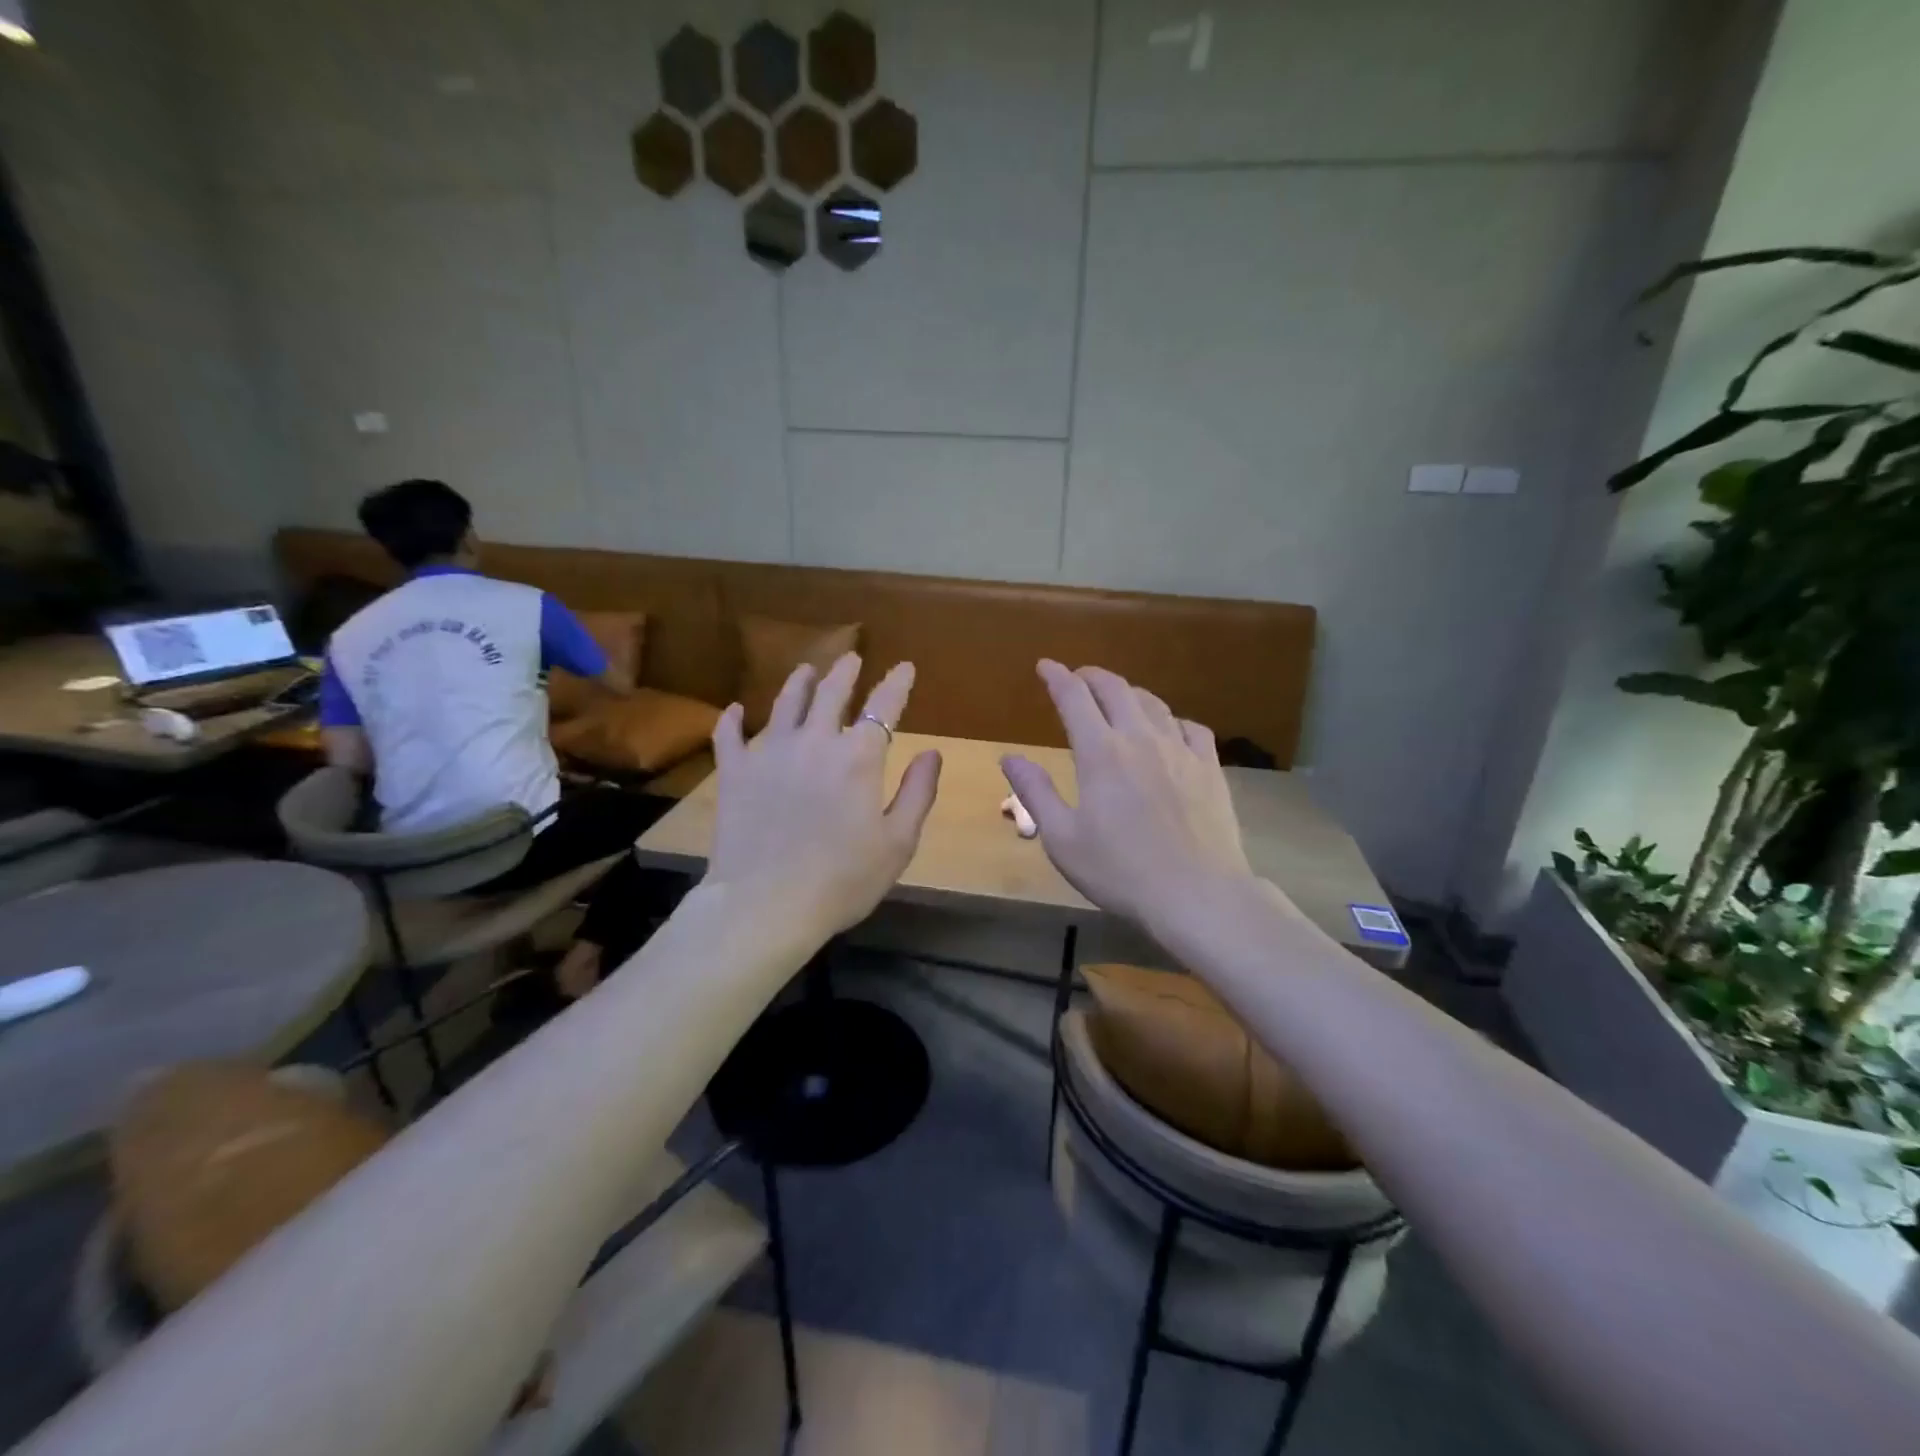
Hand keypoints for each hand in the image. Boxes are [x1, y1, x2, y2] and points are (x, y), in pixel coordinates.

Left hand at [705, 654, 941, 935]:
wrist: (765, 904)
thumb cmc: (842, 880)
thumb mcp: (897, 843)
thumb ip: (917, 793)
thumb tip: (932, 753)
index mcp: (858, 757)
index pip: (883, 706)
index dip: (896, 684)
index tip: (905, 667)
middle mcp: (814, 741)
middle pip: (831, 693)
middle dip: (845, 672)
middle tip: (851, 658)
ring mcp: (769, 752)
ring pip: (784, 703)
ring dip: (799, 682)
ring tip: (806, 670)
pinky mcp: (734, 772)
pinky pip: (730, 735)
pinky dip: (732, 720)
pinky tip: (735, 711)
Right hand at [1002, 661, 1253, 934]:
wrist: (1198, 894)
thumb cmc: (1120, 871)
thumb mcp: (1062, 838)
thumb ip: (1035, 792)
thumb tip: (1009, 756)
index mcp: (1100, 753)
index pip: (1074, 698)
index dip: (1057, 677)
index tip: (1045, 666)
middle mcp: (1140, 739)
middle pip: (1115, 689)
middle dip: (1092, 676)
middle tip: (1078, 677)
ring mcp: (1180, 750)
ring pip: (1153, 703)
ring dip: (1129, 693)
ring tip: (1118, 698)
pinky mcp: (1210, 767)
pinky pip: (1190, 727)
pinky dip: (1170, 719)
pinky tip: (1169, 730)